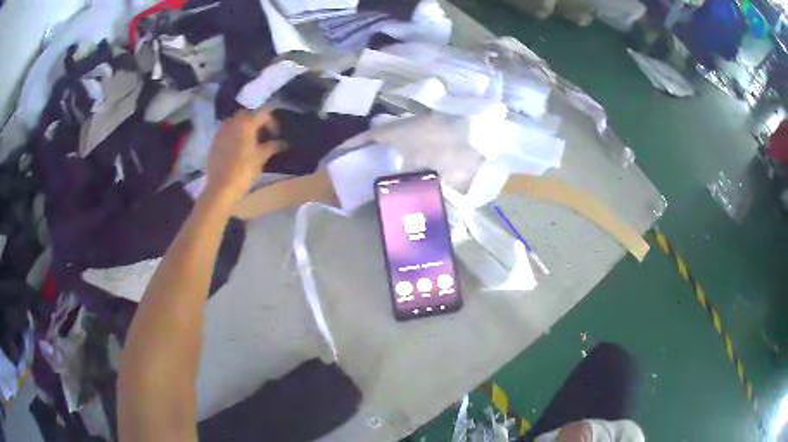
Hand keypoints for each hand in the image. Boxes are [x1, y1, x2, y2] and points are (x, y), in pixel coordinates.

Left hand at [205, 109, 283, 201]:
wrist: (220, 188)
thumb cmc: (243, 171)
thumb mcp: (261, 158)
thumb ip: (272, 147)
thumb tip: (283, 143)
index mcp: (246, 123)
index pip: (264, 113)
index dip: (273, 122)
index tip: (276, 135)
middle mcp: (232, 122)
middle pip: (247, 114)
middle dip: (256, 122)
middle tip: (263, 135)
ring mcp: (221, 131)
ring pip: (234, 122)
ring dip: (243, 127)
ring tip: (249, 141)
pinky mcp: (214, 142)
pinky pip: (226, 132)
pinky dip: (233, 135)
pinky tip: (237, 149)